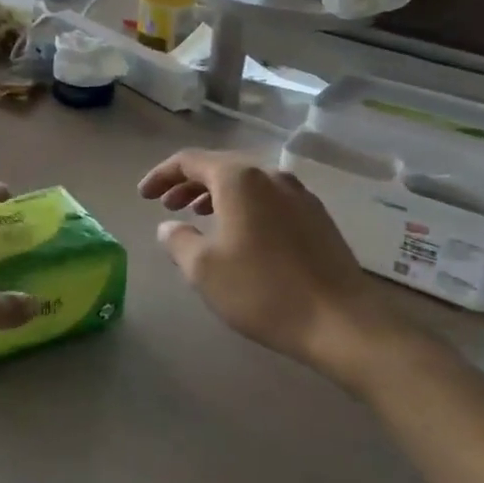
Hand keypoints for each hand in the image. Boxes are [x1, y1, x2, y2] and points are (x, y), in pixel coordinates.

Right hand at [139, 150, 421, 375]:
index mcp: (240, 179)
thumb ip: (178, 240)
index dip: (161, 175)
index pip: (190, 161)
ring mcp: (300, 195)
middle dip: (188, 184)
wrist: (341, 321)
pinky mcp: (317, 217)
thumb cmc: (263, 290)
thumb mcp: (204, 269)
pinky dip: (244, 207)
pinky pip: (269, 199)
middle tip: (166, 206)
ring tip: (198, 217)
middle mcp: (271, 176)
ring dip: (217, 196)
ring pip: (248, 183)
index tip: (143, 195)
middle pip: (220, 167)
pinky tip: (239, 234)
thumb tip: (168, 226)